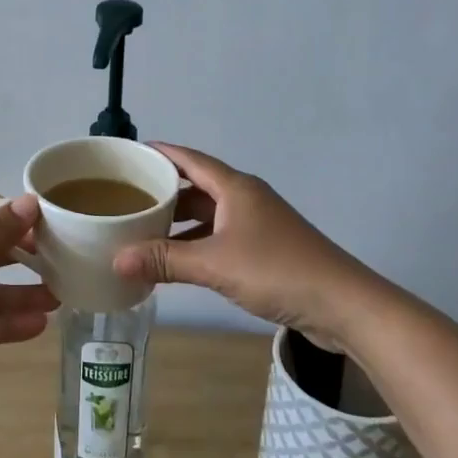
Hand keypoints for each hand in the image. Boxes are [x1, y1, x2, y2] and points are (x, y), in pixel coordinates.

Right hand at [112, 143, 377, 348]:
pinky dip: (196, 243)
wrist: (342, 303)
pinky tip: (176, 260)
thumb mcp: (214, 264)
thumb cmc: (277, 270)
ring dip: (179, 222)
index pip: (190, 159)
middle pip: (197, 186)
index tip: (129, 155)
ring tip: (143, 229)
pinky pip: (219, 236)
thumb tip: (115, 260)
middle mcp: (245, 198)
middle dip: (164, 191)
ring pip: (208, 214)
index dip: (160, 153)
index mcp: (235, 188)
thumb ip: (165, 260)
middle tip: (127, 197)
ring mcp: (257, 224)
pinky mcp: (265, 249)